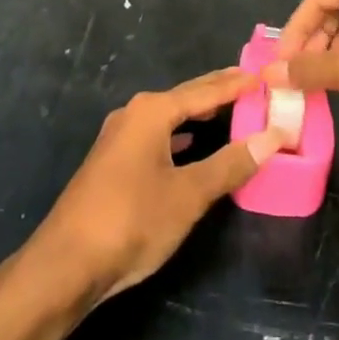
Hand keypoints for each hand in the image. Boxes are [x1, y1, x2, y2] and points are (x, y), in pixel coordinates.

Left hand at [31, 68, 284, 302]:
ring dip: (198, 114)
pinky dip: (180, 136)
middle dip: (217, 92)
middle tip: (251, 84)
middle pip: (185, 98)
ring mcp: (119, 138)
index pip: (204, 91)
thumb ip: (230, 164)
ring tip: (228, 110)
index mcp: (152, 111)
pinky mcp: (113, 163)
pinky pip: (156, 136)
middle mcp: (134, 115)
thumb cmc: (132, 220)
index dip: (235, 84)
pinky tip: (190, 145)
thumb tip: (272, 137)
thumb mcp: (189, 194)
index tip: (263, 75)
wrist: (66, 265)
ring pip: (169, 118)